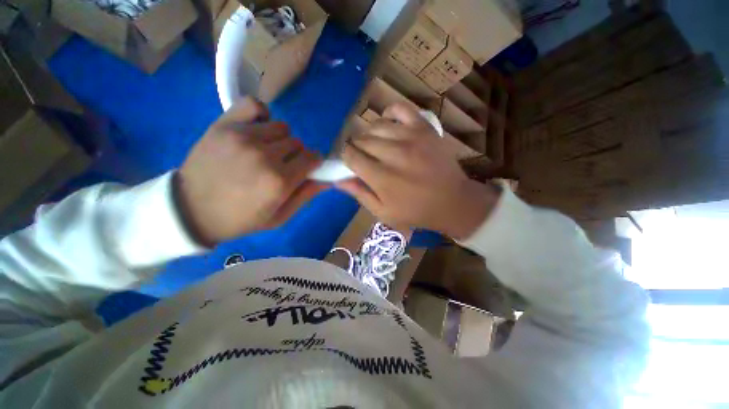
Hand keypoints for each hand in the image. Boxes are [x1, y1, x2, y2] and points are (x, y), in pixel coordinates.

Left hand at [175, 97, 323, 245]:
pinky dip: (261, 115)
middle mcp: (265, 156)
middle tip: (281, 166)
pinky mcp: (225, 125)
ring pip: (282, 127)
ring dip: (280, 140)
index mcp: (280, 181)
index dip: (313, 163)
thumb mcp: (279, 217)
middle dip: (296, 156)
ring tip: (264, 152)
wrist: (191, 211)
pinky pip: (255, 105)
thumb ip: (305, 195)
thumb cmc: (240, 219)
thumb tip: (328, 179)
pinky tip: (256, 130)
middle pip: (298, 143)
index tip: (306, 169)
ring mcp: (243, 137)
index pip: (313, 158)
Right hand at [336, 103, 497, 239]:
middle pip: (361, 140)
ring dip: (369, 134)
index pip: (351, 156)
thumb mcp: (384, 212)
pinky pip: (400, 109)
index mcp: (381, 177)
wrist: (452, 201)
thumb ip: (360, 194)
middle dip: (357, 147)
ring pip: (376, 126)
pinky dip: (389, 114)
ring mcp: (410, 137)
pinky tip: (388, 125)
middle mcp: (393, 154)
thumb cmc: (416, 211)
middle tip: (363, 157)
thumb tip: (338, 180)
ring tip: (375, 144)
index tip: (349, 162)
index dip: (345, 157)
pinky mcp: (424, 128)